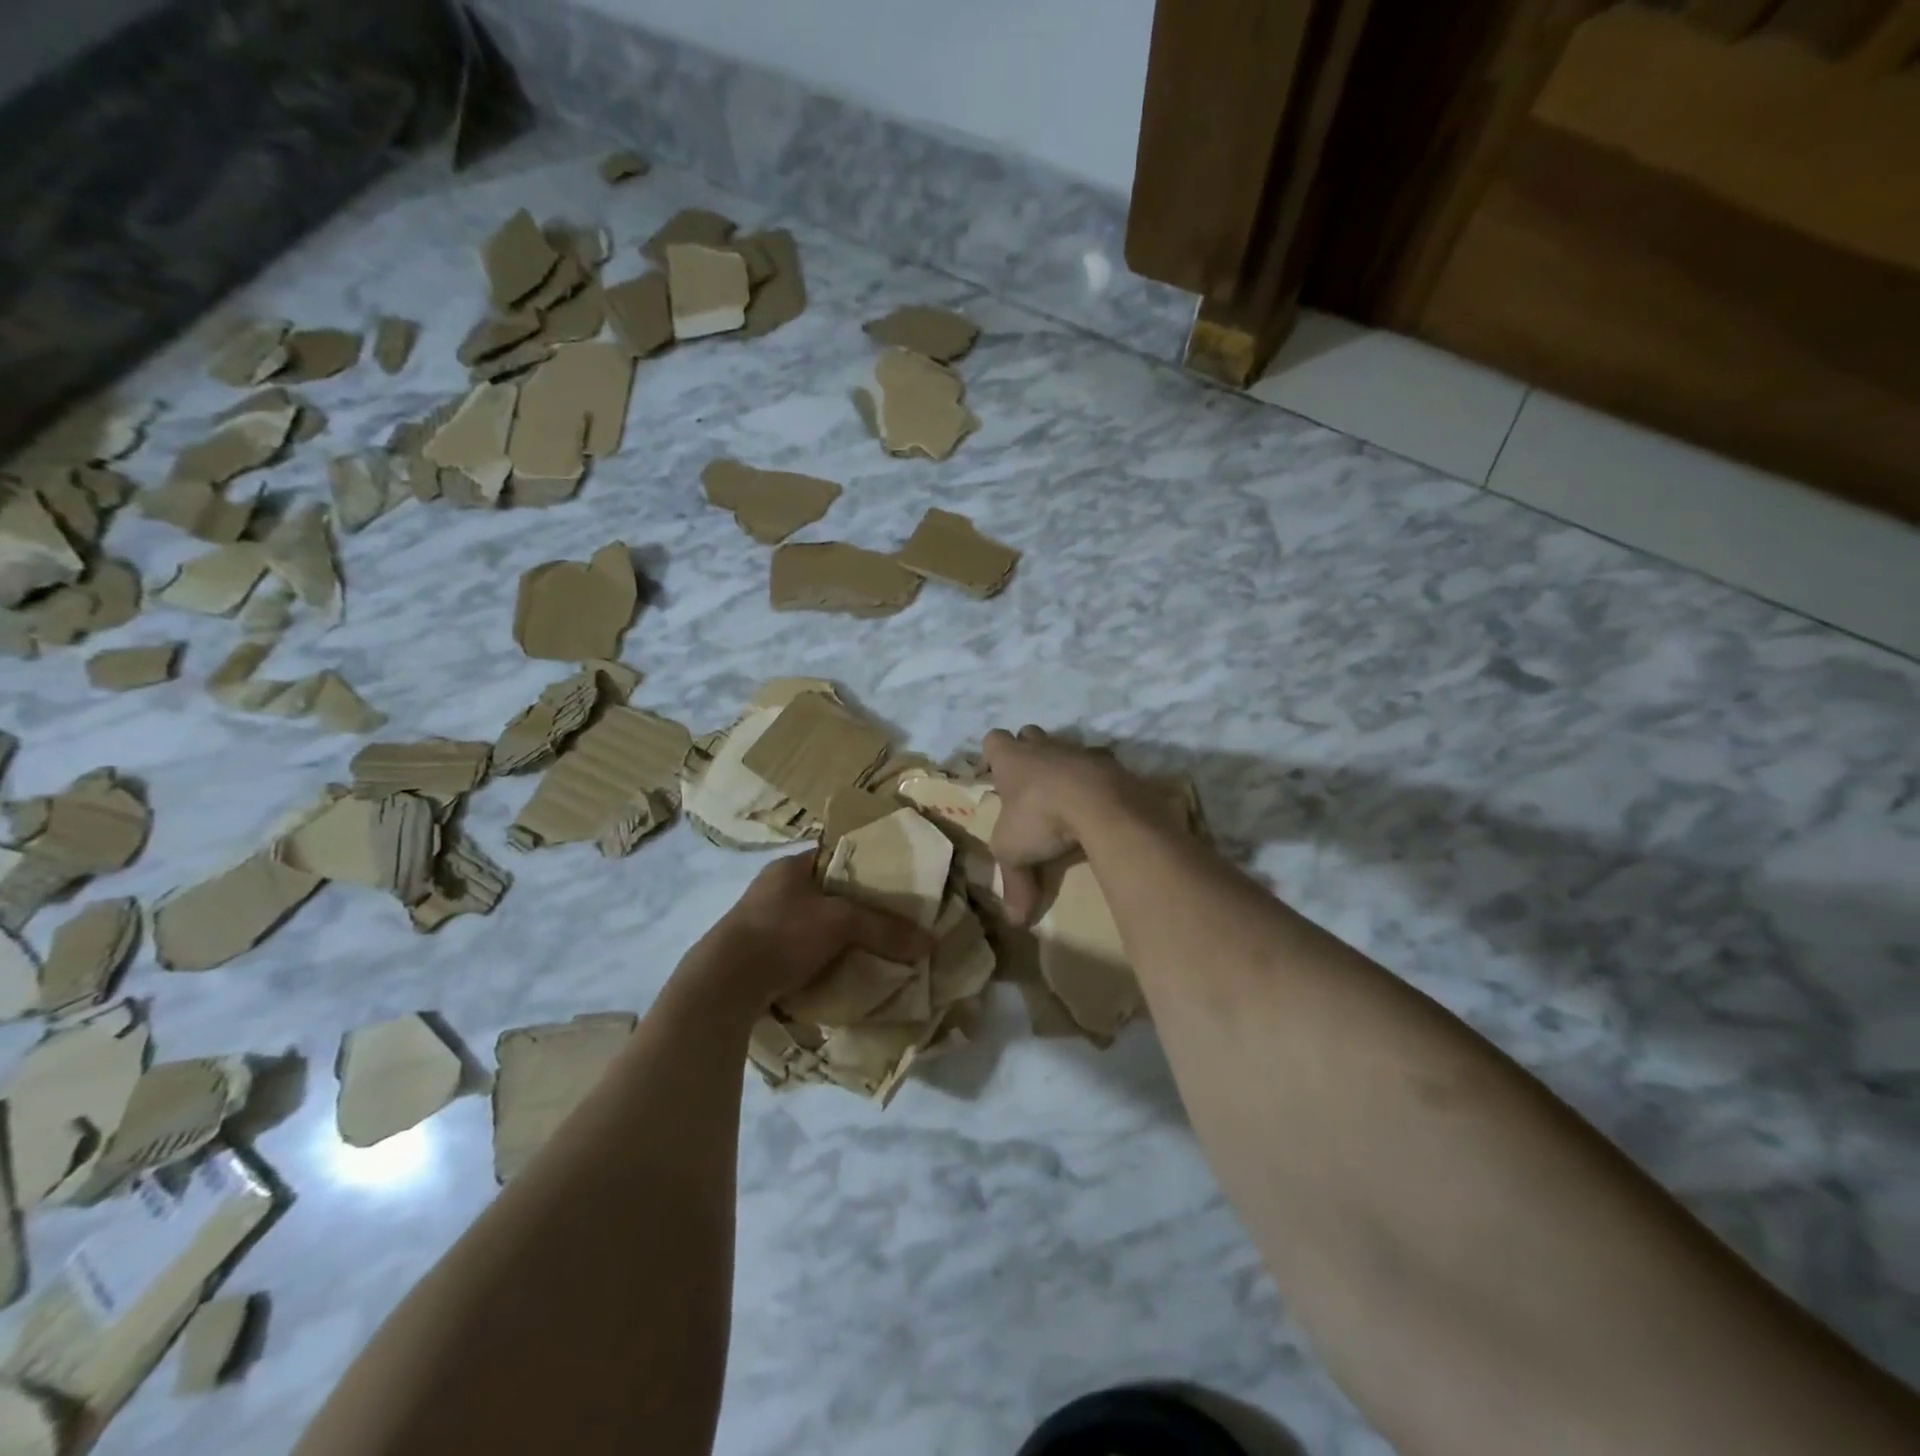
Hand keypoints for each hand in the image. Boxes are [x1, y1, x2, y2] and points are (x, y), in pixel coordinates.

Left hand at [678, 853, 931, 1015]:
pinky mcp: (756, 955)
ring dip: (837, 936)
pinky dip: (820, 958)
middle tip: (889, 920)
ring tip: (871, 948)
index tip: (895, 884)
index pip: (835, 856)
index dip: (866, 866)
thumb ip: (885, 928)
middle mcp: (774, 888)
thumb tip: (930, 942)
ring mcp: (762, 922)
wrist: (724, 985)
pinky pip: (799, 950)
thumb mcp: (841, 923)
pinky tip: (840, 971)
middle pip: (827, 892)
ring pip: (813, 923)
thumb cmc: (782, 934)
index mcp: (790, 866)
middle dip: (856, 907)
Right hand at [981, 726, 1149, 925]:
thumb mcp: (1015, 854)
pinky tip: (1099, 805)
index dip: (994, 754)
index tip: (997, 775)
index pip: (993, 740)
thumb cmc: (1042, 818)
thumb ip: (1014, 884)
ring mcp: (1080, 751)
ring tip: (1066, 796)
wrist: (1100, 804)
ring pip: (1066, 747)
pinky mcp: (1112, 764)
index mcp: (1012, 760)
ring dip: (1064, 765)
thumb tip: (1017, 922)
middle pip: (1030, 734)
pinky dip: (1097, 781)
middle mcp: (1044, 747)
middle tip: (1029, 784)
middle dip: (1028, 751)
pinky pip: (1100, 766)